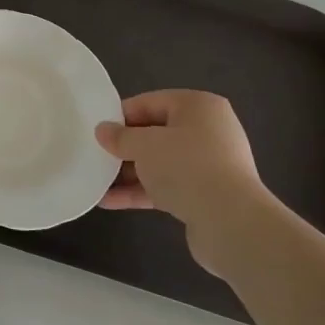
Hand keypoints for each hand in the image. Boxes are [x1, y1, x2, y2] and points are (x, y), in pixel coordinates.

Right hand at [94, 90, 269, 263]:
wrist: (230, 221)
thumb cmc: (185, 166)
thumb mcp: (144, 145)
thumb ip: (119, 137)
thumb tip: (102, 131)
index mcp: (198, 107)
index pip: (149, 102)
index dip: (120, 116)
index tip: (96, 131)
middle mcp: (207, 131)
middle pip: (155, 134)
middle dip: (124, 147)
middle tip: (95, 156)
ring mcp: (208, 164)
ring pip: (159, 163)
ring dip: (127, 173)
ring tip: (96, 181)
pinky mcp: (205, 194)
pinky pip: (166, 186)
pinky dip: (140, 191)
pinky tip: (109, 202)